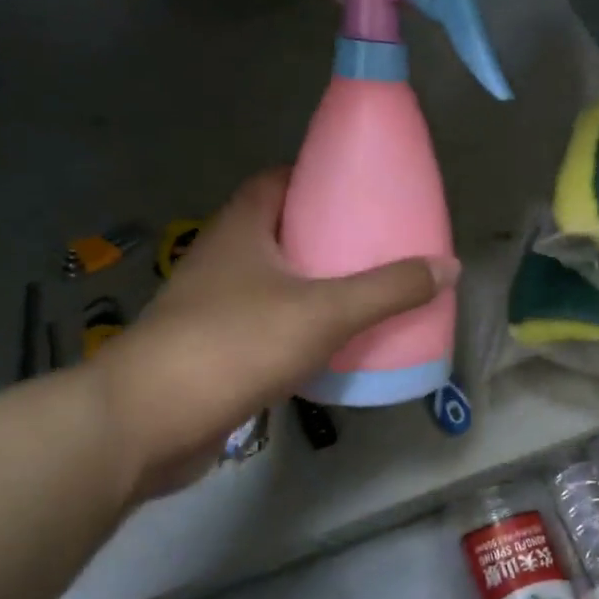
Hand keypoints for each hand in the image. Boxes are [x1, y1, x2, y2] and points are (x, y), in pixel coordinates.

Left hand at [88, 169, 458, 501]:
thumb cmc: (236, 345)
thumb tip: (449, 267)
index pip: (278, 180)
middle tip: (376, 244)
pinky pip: (267, 321)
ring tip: (364, 291)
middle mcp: (222, 257)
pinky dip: (299, 323)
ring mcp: (212, 305)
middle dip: (326, 234)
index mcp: (242, 228)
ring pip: (274, 279)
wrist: (148, 421)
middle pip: (280, 229)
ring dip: (313, 282)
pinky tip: (330, 342)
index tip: (361, 189)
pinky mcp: (213, 348)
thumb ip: (389, 289)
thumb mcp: (325, 311)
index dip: (318, 177)